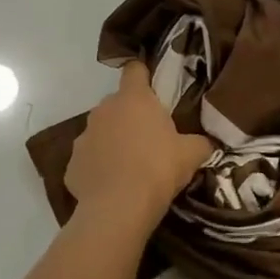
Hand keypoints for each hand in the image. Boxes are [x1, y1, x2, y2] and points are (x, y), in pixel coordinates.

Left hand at [66, 62, 213, 232]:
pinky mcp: (72, 164)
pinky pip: (89, 159)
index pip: (135, 70)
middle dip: (131, 116)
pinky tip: (113, 185)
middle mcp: (104, 110)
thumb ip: (201, 142)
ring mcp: (84, 136)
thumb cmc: (158, 169)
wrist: (118, 208)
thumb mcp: (192, 154)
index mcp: (133, 99)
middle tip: (150, 138)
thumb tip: (208, 142)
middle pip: (118, 104)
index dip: (144, 76)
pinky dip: (99, 167)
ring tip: (130, 166)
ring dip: (113, 141)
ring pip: (101, 131)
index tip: (153, 89)